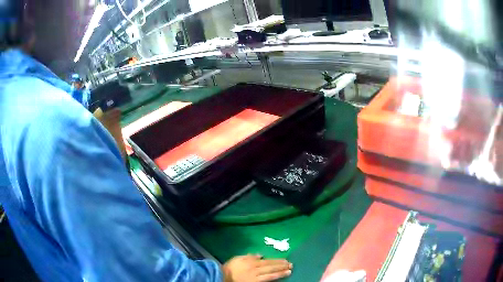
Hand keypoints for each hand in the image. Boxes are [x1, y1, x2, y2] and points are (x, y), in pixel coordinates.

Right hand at [223, 255, 291, 281]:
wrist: (222, 277)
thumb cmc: (230, 268)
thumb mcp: (238, 259)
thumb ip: (249, 257)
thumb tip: (260, 255)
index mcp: (252, 262)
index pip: (267, 261)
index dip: (277, 261)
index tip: (286, 260)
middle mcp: (256, 269)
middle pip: (270, 267)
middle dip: (281, 266)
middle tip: (291, 265)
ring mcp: (256, 277)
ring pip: (270, 274)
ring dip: (280, 272)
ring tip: (289, 271)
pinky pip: (266, 281)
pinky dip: (273, 278)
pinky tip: (279, 278)